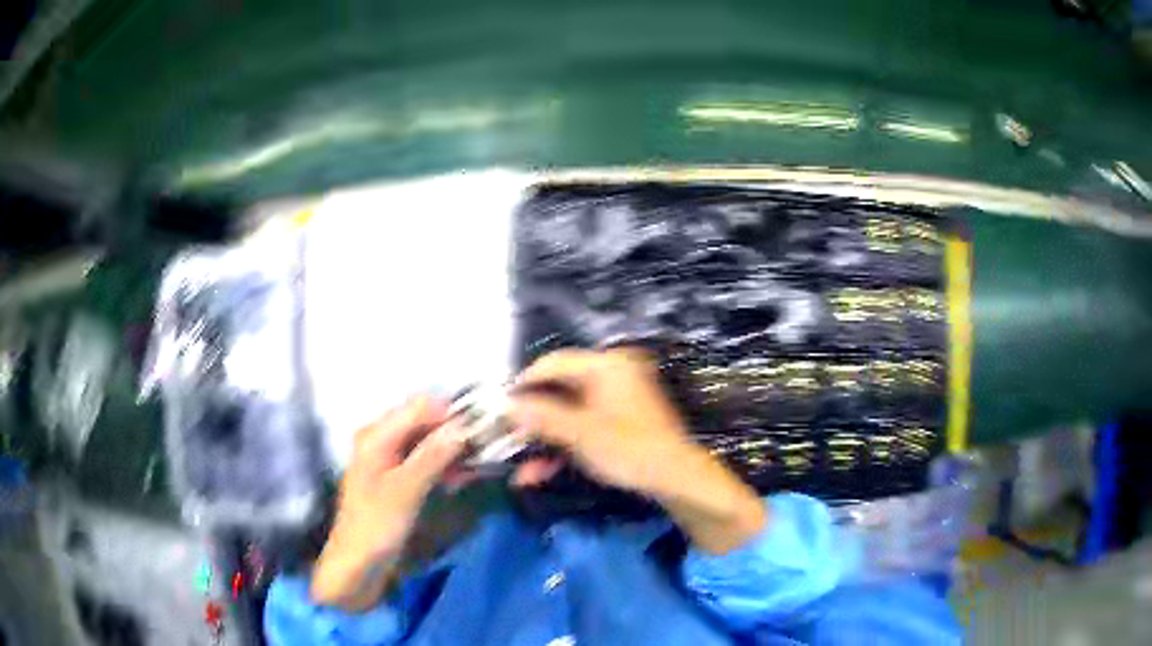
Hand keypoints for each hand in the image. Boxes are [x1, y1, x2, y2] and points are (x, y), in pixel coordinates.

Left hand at [312, 396, 465, 608]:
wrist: (357, 565)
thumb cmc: (376, 526)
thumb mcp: (406, 490)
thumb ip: (433, 455)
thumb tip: (464, 426)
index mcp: (377, 435)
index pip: (421, 406)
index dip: (452, 414)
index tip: (483, 431)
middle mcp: (382, 439)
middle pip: (425, 422)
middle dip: (454, 433)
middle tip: (485, 451)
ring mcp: (389, 459)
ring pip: (428, 442)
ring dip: (452, 452)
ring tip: (477, 468)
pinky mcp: (398, 479)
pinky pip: (425, 461)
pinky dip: (443, 467)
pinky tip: (461, 479)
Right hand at [510, 348, 765, 553]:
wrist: (677, 479)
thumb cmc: (630, 449)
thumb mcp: (580, 433)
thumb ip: (540, 416)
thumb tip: (503, 404)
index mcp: (606, 365)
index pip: (552, 363)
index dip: (523, 385)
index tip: (499, 406)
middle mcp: (611, 373)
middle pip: (558, 390)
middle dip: (532, 421)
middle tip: (507, 439)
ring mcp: (616, 398)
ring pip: (568, 413)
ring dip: (545, 440)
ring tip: (522, 469)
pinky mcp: (619, 419)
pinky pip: (583, 425)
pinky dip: (564, 445)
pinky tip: (542, 471)